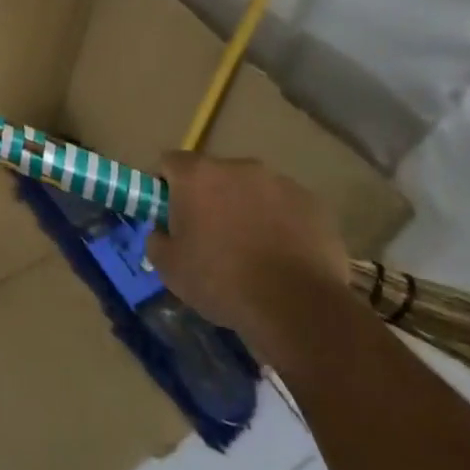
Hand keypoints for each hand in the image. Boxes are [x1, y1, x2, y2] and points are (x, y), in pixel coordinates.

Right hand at [147, 151, 349, 344]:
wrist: (297, 306)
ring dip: (245, 208)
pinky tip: (282, 256)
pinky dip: (279, 222)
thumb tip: (162, 231)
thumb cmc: (222, 281)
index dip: (165, 186)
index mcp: (197, 175)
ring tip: (251, 250)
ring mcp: (280, 182)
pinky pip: (285, 206)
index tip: (168, 213)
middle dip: (209, 198)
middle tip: (209, 236)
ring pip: (252, 190)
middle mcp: (238, 166)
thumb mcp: (170, 269)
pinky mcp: (313, 202)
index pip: (169, 162)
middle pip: (213, 174)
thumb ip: (157, 239)